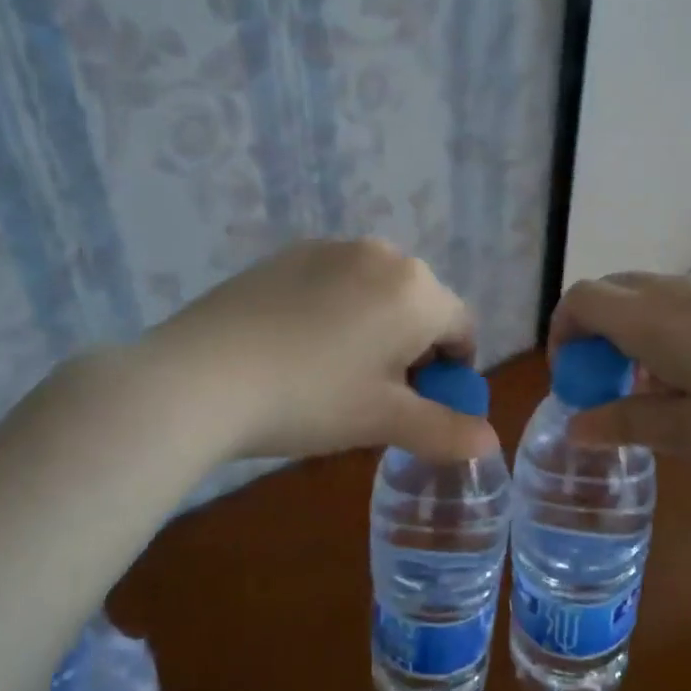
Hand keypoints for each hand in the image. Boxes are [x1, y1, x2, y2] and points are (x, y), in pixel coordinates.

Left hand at [147, 239, 497, 462]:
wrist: (200, 376)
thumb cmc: (310, 398)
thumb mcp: (384, 421)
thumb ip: (445, 430)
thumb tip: (490, 442)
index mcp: (416, 289)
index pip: (462, 328)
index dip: (453, 372)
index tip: (423, 404)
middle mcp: (381, 254)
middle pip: (421, 306)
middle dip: (414, 349)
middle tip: (376, 394)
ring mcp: (329, 248)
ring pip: (377, 293)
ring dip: (376, 329)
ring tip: (334, 373)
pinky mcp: (287, 255)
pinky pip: (335, 283)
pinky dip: (336, 311)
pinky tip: (298, 348)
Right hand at [549, 271, 690, 484]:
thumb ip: (629, 424)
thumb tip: (576, 425)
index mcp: (656, 319)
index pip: (582, 299)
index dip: (563, 333)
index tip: (576, 378)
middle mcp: (687, 287)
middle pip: (619, 289)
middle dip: (602, 332)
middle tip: (619, 386)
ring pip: (667, 294)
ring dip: (648, 331)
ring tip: (680, 387)